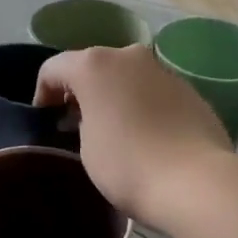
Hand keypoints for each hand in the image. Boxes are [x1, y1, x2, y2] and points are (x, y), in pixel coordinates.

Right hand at [33, 45, 233, 227]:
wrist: (195, 181)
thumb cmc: (127, 165)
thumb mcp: (87, 147)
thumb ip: (83, 121)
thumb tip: (97, 116)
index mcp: (95, 65)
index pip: (54, 69)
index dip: (43, 94)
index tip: (46, 121)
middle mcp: (129, 56)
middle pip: (94, 66)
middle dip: (82, 91)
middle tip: (76, 124)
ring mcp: (163, 71)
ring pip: (127, 77)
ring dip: (115, 96)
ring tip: (114, 130)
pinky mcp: (190, 90)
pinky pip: (153, 92)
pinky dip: (142, 105)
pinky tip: (145, 135)